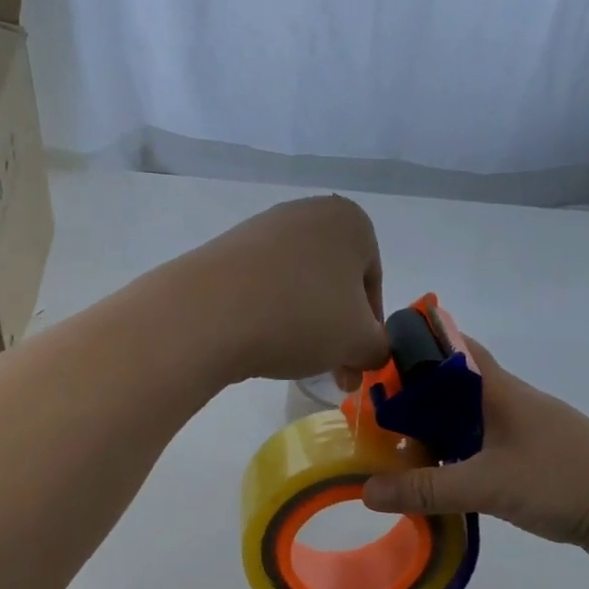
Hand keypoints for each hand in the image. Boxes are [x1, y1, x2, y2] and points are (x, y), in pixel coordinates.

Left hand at [174, 194, 388, 385]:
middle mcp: (307, 213)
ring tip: (291, 360)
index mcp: (350, 221)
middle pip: (334, 285)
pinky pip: (262, 289)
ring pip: (298, 288)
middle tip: (333, 375)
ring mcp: (262, 229)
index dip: (369, 330)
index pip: (373, 283)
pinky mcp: (226, 252)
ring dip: (304, 326)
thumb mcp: (359, 342)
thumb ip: (379, 348)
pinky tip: (259, 343)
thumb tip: (371, 352)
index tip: (357, 364)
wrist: (209, 313)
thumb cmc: (301, 317)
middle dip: (336, 332)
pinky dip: (269, 316)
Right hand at [361, 339, 588, 566]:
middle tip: (370, 420)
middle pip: (450, 389)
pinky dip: (455, 461)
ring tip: (392, 454)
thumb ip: (426, 488)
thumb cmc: (563, 478)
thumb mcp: (487, 483)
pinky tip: (436, 482)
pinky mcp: (533, 463)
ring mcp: (523, 434)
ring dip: (432, 434)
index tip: (374, 362)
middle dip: (411, 400)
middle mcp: (508, 403)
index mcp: (497, 390)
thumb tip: (366, 491)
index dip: (414, 347)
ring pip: (465, 423)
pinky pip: (481, 452)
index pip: (450, 348)